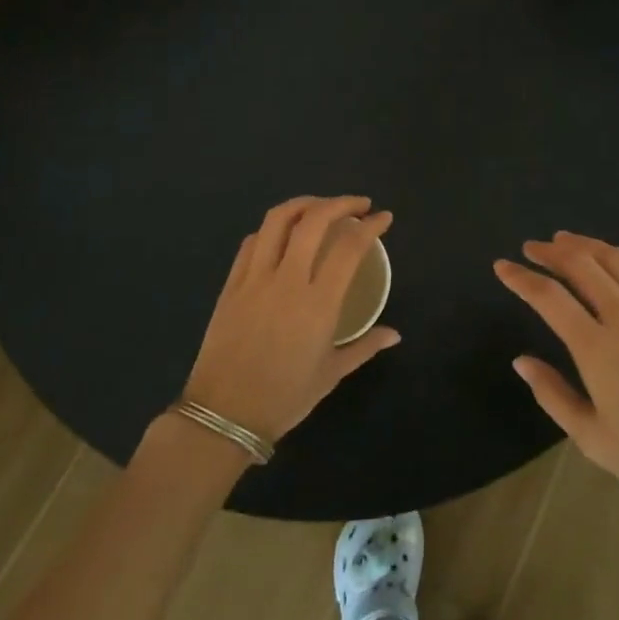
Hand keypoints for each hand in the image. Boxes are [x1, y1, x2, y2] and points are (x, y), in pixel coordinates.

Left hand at [183, 196, 399, 445]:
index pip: (349, 247)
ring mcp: (255, 278)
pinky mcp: (232, 283)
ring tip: (321, 206)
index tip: (384, 218)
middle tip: (359, 205)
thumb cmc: (284, 398)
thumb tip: (394, 334)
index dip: (370, 226)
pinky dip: (273, 228)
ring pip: (278, 220)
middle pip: (314, 220)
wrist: (223, 415)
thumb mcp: (331, 374)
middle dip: (341, 203)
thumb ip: (365, 346)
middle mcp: (287, 280)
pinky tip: (284, 232)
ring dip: (304, 204)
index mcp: (318, 303)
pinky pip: (252, 241)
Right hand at [495, 232, 618, 515]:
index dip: (521, 278)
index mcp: (598, 349)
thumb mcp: (592, 439)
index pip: (549, 297)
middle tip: (532, 248)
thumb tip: (521, 360)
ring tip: (567, 242)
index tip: (502, 267)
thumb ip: (552, 395)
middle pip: (582, 265)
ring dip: (587, 245)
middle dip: (551, 251)